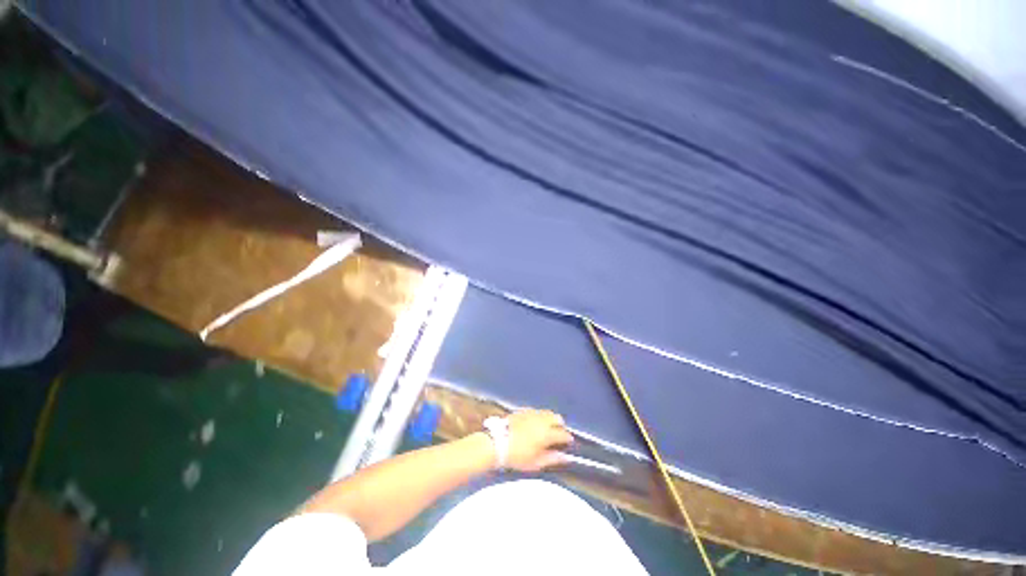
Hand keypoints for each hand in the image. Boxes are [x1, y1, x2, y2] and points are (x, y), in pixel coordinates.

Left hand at [505, 409, 573, 471]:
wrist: (496, 442)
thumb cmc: (517, 456)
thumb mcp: (535, 463)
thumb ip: (552, 458)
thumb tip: (564, 457)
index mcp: (547, 433)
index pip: (563, 433)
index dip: (567, 438)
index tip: (568, 443)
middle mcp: (541, 420)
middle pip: (557, 418)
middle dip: (560, 425)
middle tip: (558, 434)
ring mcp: (532, 413)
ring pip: (547, 412)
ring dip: (550, 419)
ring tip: (547, 428)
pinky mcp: (523, 410)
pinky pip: (536, 411)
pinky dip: (540, 416)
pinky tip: (535, 423)